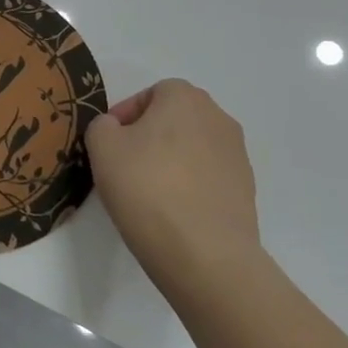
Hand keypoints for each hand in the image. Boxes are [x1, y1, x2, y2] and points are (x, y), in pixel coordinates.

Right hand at [84, 79, 261, 300]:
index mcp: (186, 99)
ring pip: (192, 148)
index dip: (126, 114)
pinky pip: (207, 178)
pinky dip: (189, 186)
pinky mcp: (246, 192)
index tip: (110, 143)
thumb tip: (117, 130)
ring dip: (171, 161)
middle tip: (125, 165)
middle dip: (149, 136)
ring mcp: (238, 157)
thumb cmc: (146, 187)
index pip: (152, 93)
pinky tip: (172, 212)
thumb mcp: (101, 146)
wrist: (204, 254)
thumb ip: (102, 125)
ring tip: (147, 192)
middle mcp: (219, 119)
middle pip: (175, 119)